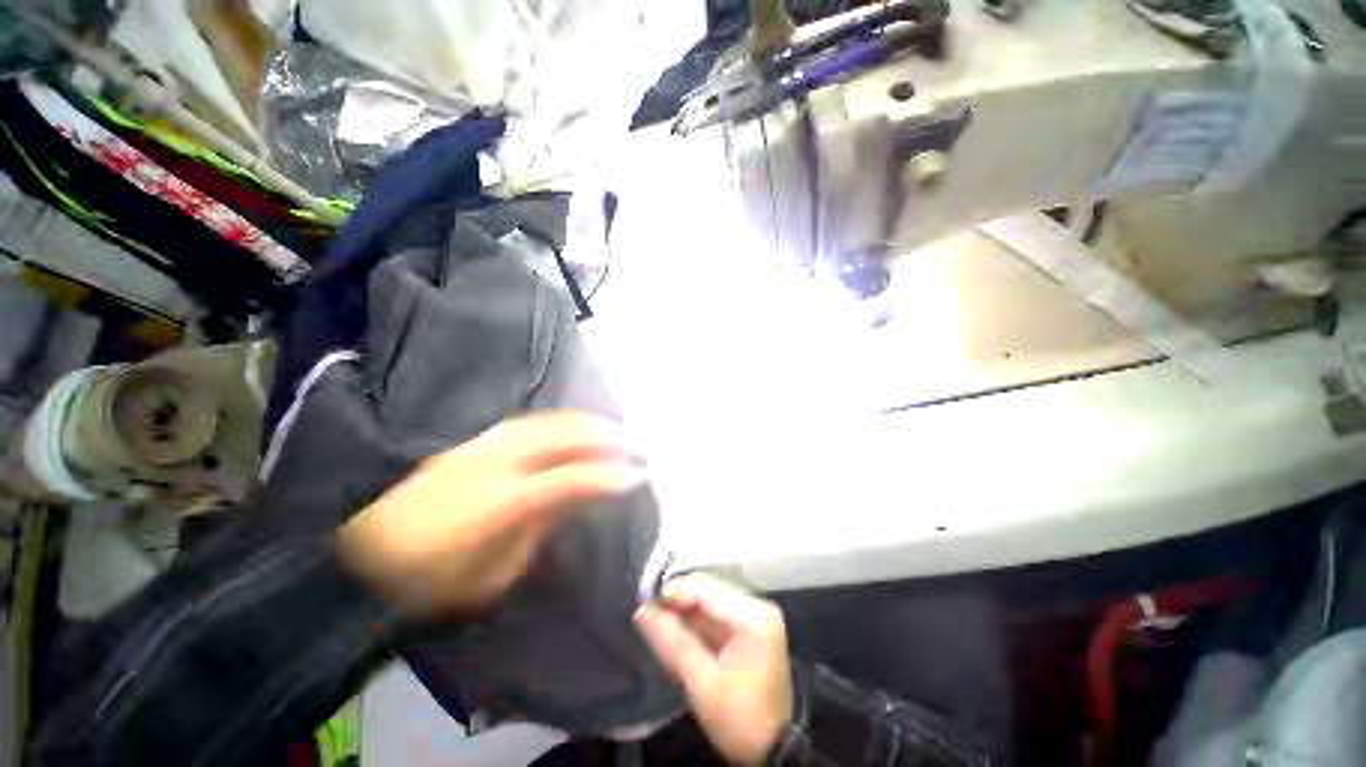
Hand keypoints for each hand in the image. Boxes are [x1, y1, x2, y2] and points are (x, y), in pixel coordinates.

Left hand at [337, 411, 644, 617]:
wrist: (360, 556)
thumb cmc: (429, 583)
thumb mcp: (492, 575)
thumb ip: (540, 529)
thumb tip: (573, 499)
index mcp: (500, 503)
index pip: (570, 478)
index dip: (609, 476)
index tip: (638, 476)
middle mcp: (495, 463)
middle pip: (563, 435)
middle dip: (606, 436)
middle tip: (634, 444)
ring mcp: (481, 447)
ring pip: (547, 421)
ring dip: (586, 423)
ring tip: (613, 430)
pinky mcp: (471, 443)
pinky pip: (528, 423)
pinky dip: (559, 422)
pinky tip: (573, 427)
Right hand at [635, 574, 792, 765]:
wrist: (774, 750)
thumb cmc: (739, 717)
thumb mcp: (702, 683)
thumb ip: (673, 642)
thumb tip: (642, 612)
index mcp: (752, 616)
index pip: (706, 590)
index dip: (675, 592)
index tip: (647, 602)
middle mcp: (757, 607)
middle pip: (710, 592)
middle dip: (680, 602)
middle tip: (651, 615)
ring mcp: (757, 617)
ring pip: (712, 602)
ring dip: (687, 613)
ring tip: (661, 623)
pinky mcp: (753, 629)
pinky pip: (719, 615)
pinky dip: (699, 623)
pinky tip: (680, 633)